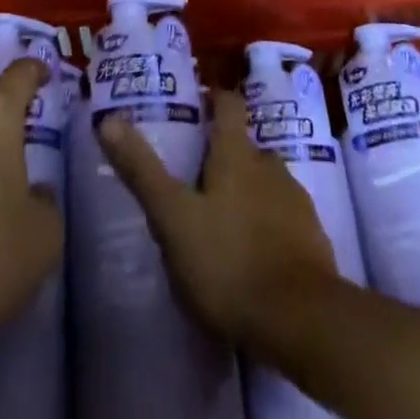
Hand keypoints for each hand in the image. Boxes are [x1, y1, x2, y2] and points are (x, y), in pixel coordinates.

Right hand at [99, 89, 339, 349]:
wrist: (302, 320)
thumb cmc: (229, 262)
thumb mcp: (174, 219)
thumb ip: (142, 171)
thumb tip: (107, 120)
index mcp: (237, 154)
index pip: (228, 105)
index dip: (215, 98)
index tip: (199, 103)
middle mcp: (269, 165)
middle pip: (245, 148)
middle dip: (224, 158)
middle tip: (197, 180)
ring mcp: (296, 201)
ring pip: (265, 184)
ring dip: (246, 194)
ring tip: (223, 222)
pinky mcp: (312, 239)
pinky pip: (283, 220)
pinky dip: (267, 227)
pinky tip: (252, 256)